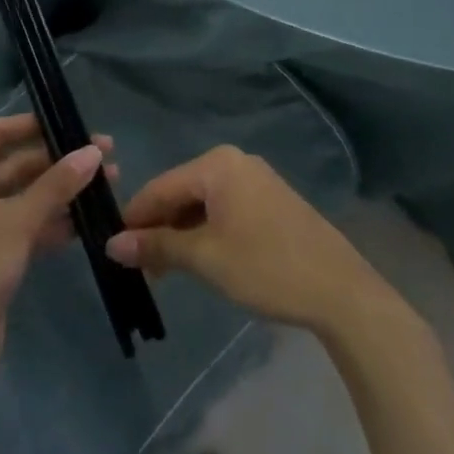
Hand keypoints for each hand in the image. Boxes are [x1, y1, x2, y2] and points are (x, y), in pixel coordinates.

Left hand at [0, 113, 112, 381]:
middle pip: (13, 165)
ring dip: (60, 193)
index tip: (71, 122)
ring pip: (22, 198)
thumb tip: (94, 151)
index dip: (32, 125)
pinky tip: (88, 222)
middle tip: (105, 156)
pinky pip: (23, 228)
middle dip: (57, 162)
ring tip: (108, 185)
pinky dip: (51, 223)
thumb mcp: (16, 220)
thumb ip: (57, 184)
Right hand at [105, 145, 381, 331]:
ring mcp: (256, 179)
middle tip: (141, 268)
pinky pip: (225, 209)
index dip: (134, 219)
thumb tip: (112, 245)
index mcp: (217, 165)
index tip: (114, 250)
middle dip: (159, 228)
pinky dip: (207, 231)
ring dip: (182, 233)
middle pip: (181, 192)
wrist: (341, 291)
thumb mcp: (205, 259)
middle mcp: (235, 162)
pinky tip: (201, 259)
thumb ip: (157, 247)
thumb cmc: (266, 267)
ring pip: (202, 203)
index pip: (159, 187)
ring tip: (167, 271)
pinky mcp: (271, 200)